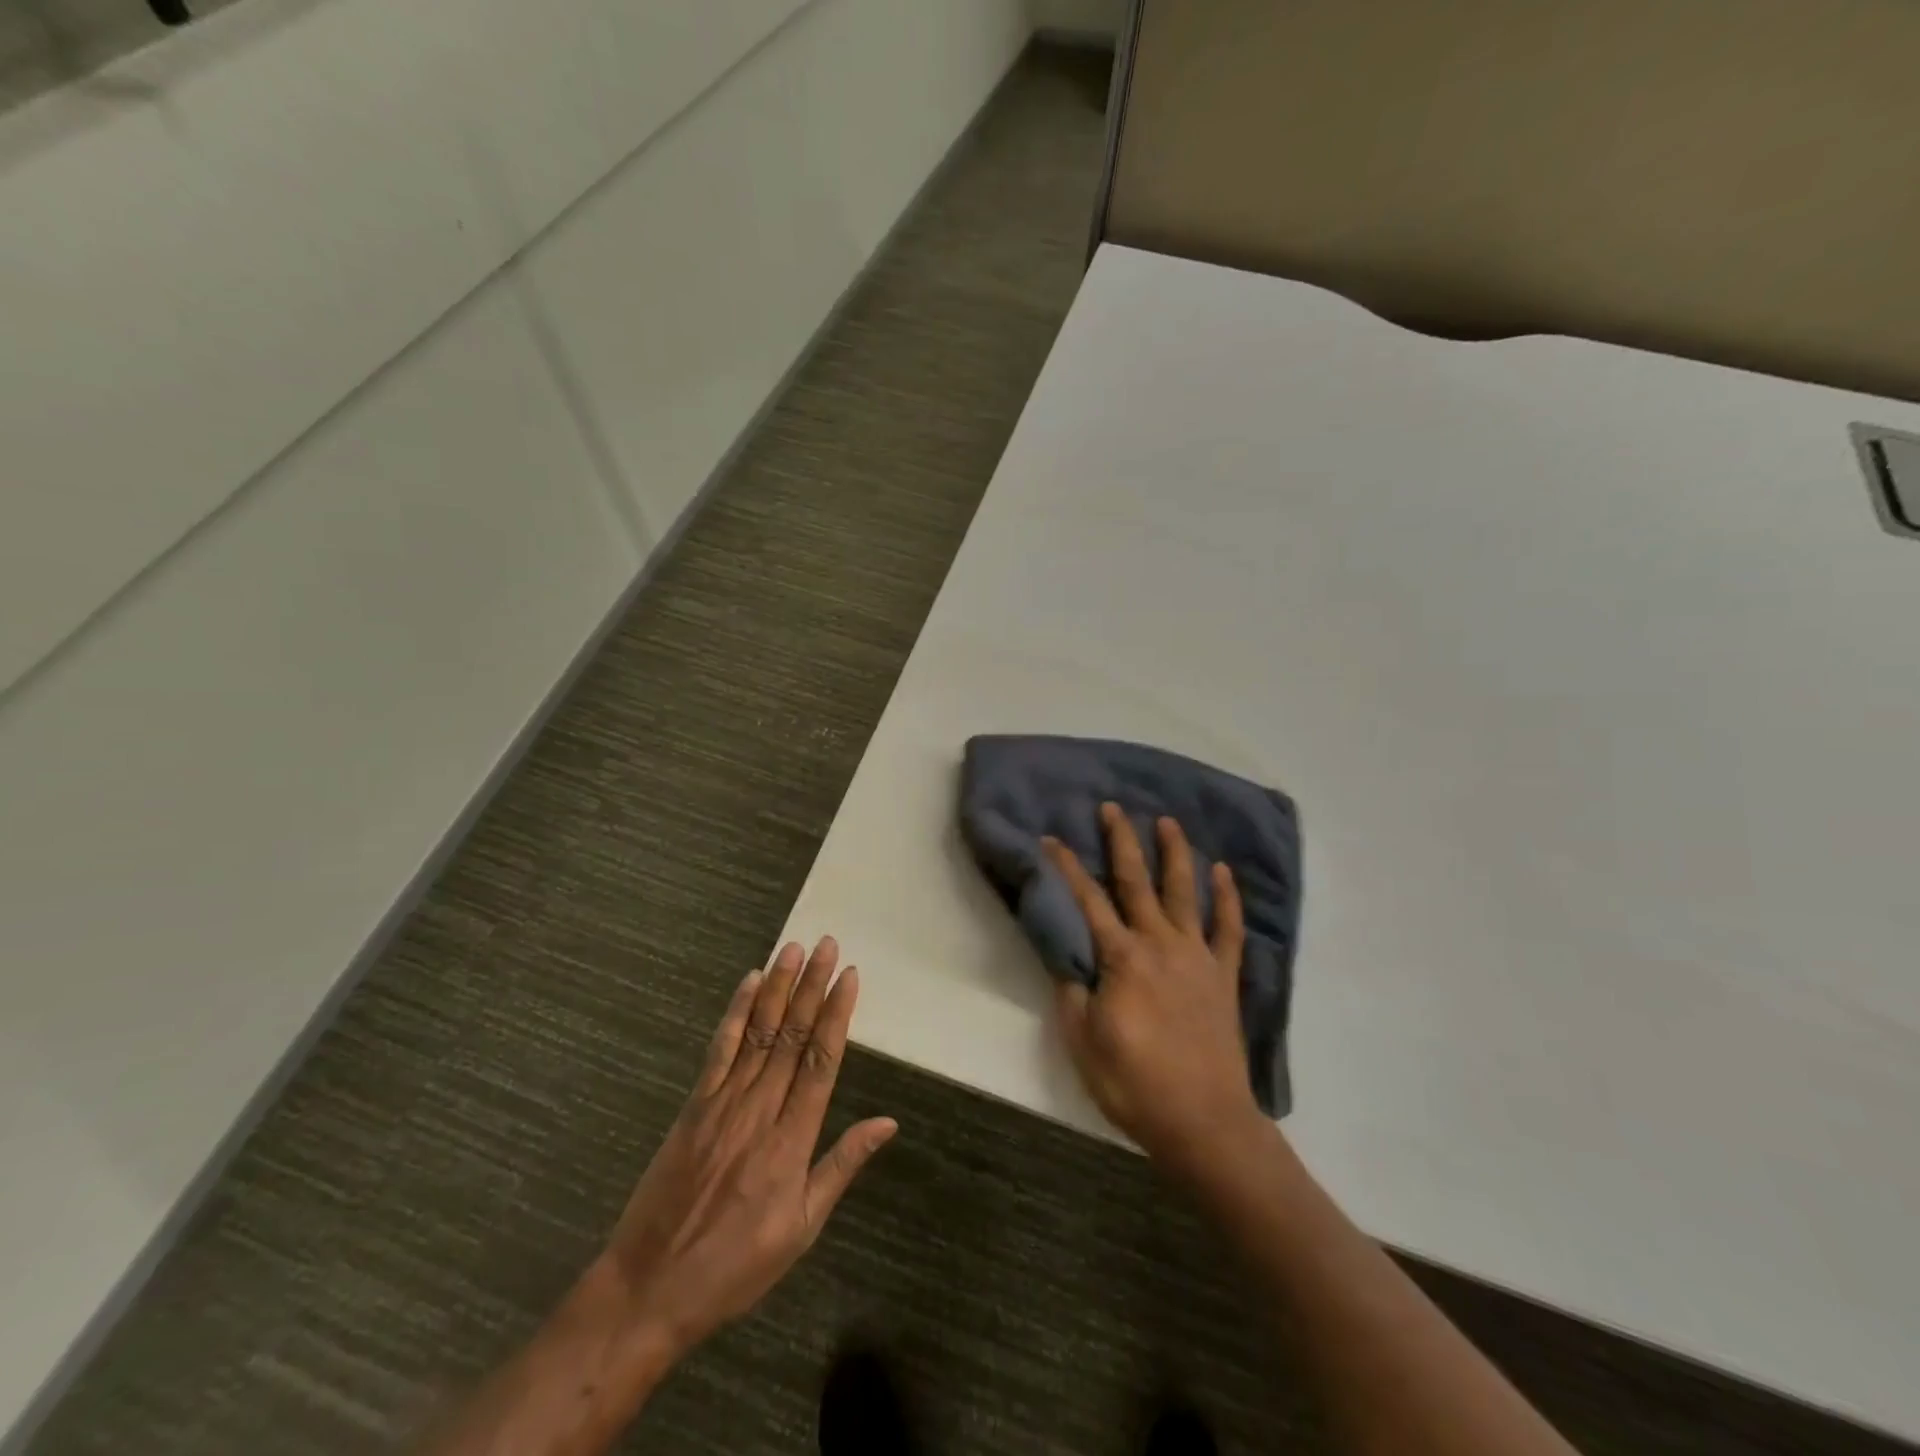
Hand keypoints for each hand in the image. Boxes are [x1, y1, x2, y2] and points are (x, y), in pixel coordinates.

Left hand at [593, 937, 896, 1361]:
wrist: (649, 1289)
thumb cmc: (734, 1267)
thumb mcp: (801, 1229)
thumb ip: (842, 1166)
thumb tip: (887, 1122)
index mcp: (792, 1141)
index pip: (821, 1061)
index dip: (837, 1014)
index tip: (850, 976)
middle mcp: (760, 1110)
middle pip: (792, 1036)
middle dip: (813, 986)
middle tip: (828, 945)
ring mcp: (723, 1103)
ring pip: (759, 1032)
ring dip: (779, 987)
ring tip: (795, 949)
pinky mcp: (694, 1105)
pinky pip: (720, 1049)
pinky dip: (735, 1012)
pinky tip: (749, 983)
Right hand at [1044, 805, 1267, 1173]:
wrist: (1205, 1123)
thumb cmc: (1135, 1085)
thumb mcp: (1083, 1043)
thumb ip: (1071, 994)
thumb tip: (1066, 960)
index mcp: (1122, 959)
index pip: (1088, 901)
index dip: (1068, 867)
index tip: (1052, 838)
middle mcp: (1160, 944)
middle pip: (1137, 883)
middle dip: (1122, 842)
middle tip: (1113, 808)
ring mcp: (1197, 957)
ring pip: (1185, 893)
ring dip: (1176, 854)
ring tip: (1169, 822)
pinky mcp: (1224, 976)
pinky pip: (1229, 928)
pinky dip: (1227, 898)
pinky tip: (1223, 872)